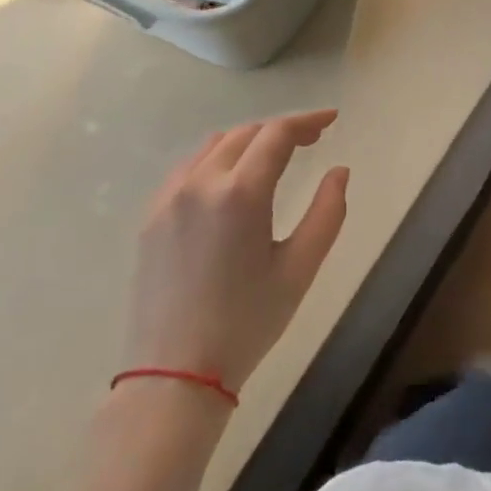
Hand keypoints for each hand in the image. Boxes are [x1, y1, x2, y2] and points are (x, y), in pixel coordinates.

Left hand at [128, 111, 349, 395]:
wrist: (175, 370)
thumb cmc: (248, 321)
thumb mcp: (301, 268)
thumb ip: (327, 212)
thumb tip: (338, 172)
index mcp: (240, 192)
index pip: (276, 134)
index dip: (307, 121)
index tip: (332, 120)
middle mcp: (199, 183)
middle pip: (245, 134)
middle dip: (281, 129)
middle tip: (312, 139)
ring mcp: (168, 198)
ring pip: (213, 146)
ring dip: (249, 140)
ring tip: (275, 155)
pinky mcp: (151, 217)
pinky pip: (188, 168)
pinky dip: (218, 158)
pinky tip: (233, 178)